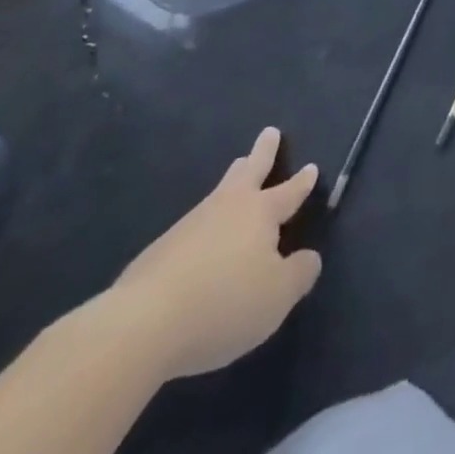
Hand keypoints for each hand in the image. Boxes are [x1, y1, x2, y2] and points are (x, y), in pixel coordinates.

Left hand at [107, 128, 321, 380]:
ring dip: (233, 178)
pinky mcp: (161, 249)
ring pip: (220, 191)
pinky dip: (206, 221)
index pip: (288, 192)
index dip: (302, 182)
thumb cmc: (223, 303)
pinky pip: (194, 225)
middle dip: (263, 152)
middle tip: (270, 132)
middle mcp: (228, 207)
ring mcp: (191, 224)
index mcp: (260, 212)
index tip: (311, 166)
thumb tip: (309, 257)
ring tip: (238, 170)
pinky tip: (202, 235)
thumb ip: (299, 274)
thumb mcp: (277, 297)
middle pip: (250, 171)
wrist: (143, 323)